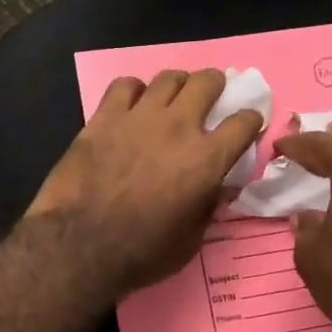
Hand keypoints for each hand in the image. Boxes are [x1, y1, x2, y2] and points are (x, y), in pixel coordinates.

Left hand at [26, 68, 263, 296]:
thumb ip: (207, 205)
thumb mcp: (191, 239)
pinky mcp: (104, 116)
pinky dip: (133, 90)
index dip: (250, 120)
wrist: (80, 244)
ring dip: (177, 84)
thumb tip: (215, 187)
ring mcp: (139, 117)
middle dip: (216, 84)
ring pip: (168, 78)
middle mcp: (178, 127)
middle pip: (207, 82)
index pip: (243, 123)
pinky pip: (124, 85)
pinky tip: (131, 104)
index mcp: (206, 159)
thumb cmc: (142, 253)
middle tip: (212, 93)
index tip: (247, 124)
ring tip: (173, 96)